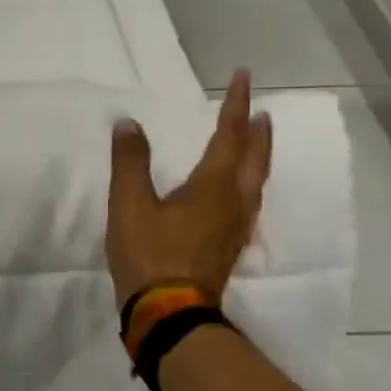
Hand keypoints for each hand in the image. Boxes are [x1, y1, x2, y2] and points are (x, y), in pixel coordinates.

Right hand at [107, 70, 272, 306]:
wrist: (168, 313)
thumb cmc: (150, 254)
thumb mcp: (130, 205)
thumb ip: (130, 162)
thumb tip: (128, 124)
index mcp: (212, 187)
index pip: (229, 137)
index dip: (236, 106)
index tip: (243, 78)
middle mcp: (233, 203)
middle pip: (254, 160)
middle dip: (257, 134)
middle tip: (262, 113)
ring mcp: (234, 229)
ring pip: (254, 185)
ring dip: (258, 159)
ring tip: (256, 145)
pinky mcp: (227, 249)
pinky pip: (246, 206)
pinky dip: (247, 187)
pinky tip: (239, 196)